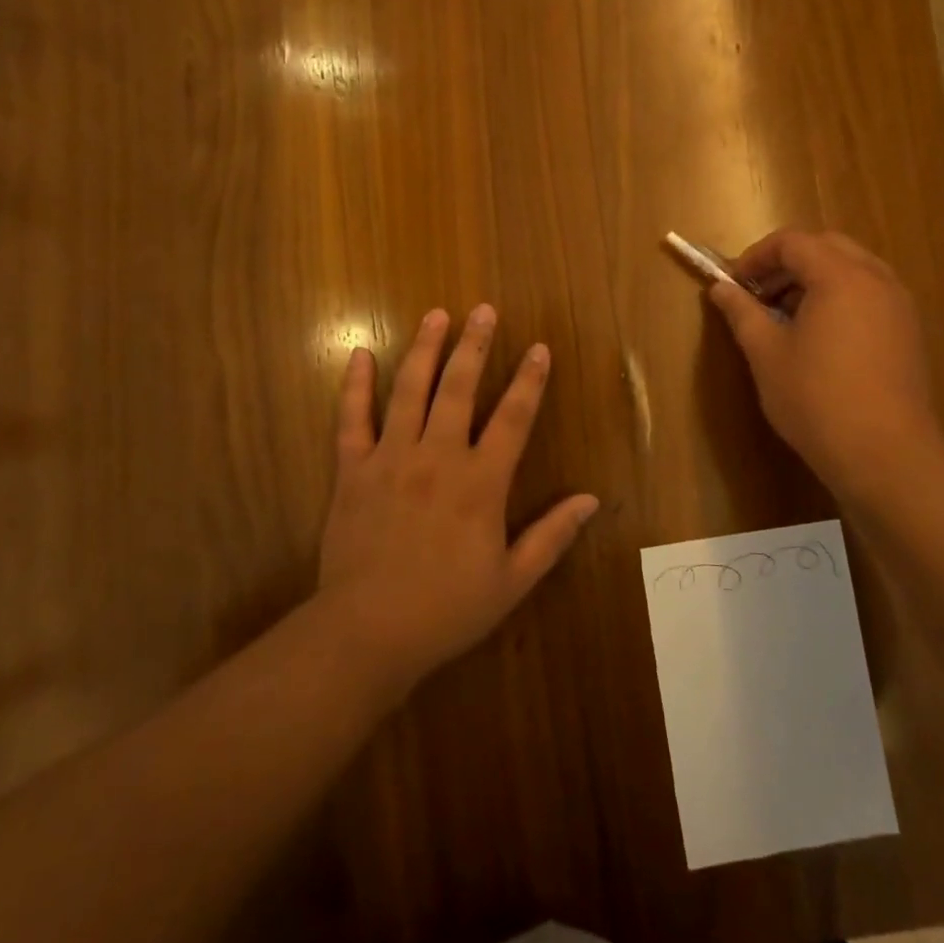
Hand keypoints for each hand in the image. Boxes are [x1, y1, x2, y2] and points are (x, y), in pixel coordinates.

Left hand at [316, 305, 598, 690]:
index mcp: (481, 482)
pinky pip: (352, 419)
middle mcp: (438, 457)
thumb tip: (591, 500)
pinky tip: (361, 353)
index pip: (513, 418)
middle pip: (459, 388)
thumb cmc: (447, 609)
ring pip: (410, 391)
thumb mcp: (512, 581)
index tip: (538, 348)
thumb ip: (552, 536)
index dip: (529, 381)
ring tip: (435, 315)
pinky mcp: (352, 470)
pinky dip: (356, 385)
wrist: (368, 632)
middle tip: (483, 310)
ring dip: (424, 349)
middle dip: (474, 345)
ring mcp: (391, 458)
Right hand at [706, 229, 943, 503]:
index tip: (733, 284)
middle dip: (787, 263)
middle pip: (826, 247)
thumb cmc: (815, 398)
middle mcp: (876, 279)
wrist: (884, 453)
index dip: (756, 256)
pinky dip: (838, 297)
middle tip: (758, 294)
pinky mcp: (907, 331)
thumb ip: (741, 312)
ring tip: (784, 316)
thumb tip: (720, 288)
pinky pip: (869, 294)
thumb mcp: (766, 353)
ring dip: (814, 279)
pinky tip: (818, 337)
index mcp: (840, 277)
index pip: (793, 242)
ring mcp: (898, 305)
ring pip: (852, 269)